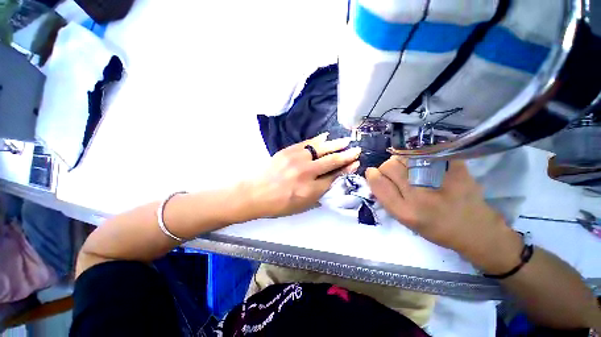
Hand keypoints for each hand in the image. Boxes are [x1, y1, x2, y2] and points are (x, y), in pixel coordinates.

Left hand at [245, 133, 360, 217]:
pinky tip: (326, 137)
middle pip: (331, 161)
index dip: (346, 169)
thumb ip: (320, 193)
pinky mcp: (288, 151)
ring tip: (346, 140)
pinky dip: (318, 140)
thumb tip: (335, 179)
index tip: (355, 163)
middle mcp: (306, 173)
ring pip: (321, 149)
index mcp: (310, 190)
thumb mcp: (303, 205)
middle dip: (346, 155)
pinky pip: (307, 143)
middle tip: (357, 149)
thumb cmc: (280, 204)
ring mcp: (296, 159)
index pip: (334, 177)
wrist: (255, 193)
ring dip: (335, 144)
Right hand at [366, 157, 522, 273]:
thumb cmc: (435, 228)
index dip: (372, 175)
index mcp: (405, 212)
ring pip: (405, 156)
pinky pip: (428, 151)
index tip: (373, 173)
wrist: (476, 230)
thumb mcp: (404, 220)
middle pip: (390, 166)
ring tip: (411, 169)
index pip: (378, 182)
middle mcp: (420, 196)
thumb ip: (387, 198)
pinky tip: (425, 163)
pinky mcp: (456, 169)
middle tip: (396, 174)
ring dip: (402, 160)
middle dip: (387, 168)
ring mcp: (440, 180)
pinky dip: (421, 153)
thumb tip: (374, 175)